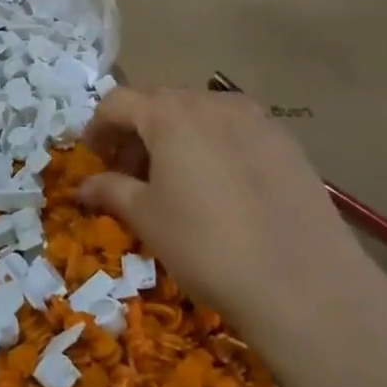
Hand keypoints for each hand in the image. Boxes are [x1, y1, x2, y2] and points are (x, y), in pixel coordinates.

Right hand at [78, 87, 386, 373]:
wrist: (303, 284)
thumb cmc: (206, 245)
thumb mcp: (146, 217)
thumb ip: (110, 189)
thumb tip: (83, 185)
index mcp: (170, 113)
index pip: (118, 101)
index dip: (98, 128)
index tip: (93, 159)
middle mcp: (212, 102)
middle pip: (160, 102)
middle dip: (136, 131)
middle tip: (128, 172)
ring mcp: (256, 119)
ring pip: (200, 114)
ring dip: (176, 137)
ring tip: (174, 181)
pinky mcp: (287, 143)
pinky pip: (235, 132)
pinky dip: (213, 147)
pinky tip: (220, 189)